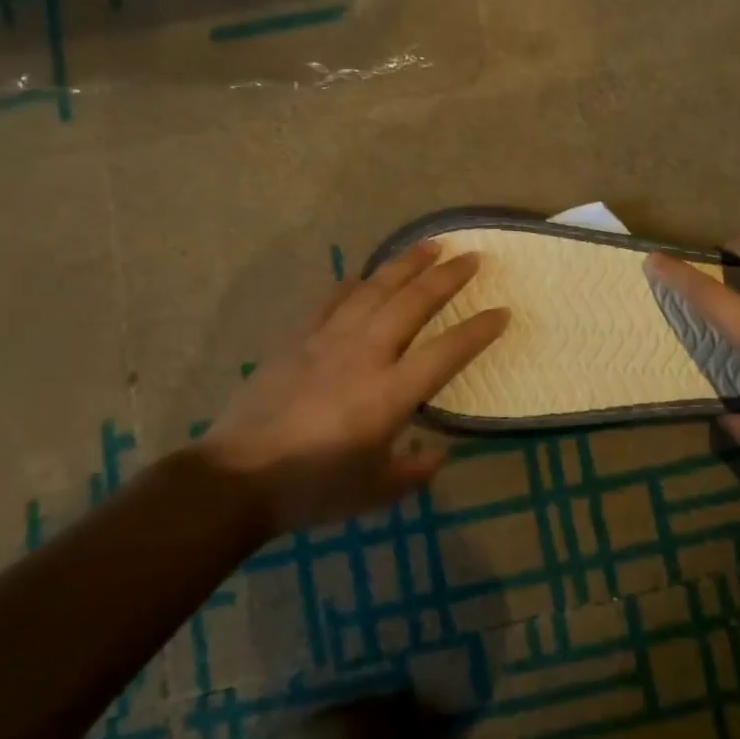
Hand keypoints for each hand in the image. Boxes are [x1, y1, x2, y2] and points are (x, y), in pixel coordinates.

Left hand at [197, 241, 508, 531]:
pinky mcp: (298, 338)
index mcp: (391, 393)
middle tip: (472, 256)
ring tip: (430, 246)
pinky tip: (365, 275)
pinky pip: (332, 299)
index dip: (479, 330)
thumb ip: (416, 472)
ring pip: (375, 289)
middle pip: (414, 303)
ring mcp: (329, 340)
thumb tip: (439, 454)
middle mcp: (366, 354)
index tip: (502, 312)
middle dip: (448, 277)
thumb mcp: (377, 493)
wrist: (237, 478)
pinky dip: (354, 283)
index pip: (448, 351)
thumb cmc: (314, 488)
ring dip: (406, 264)